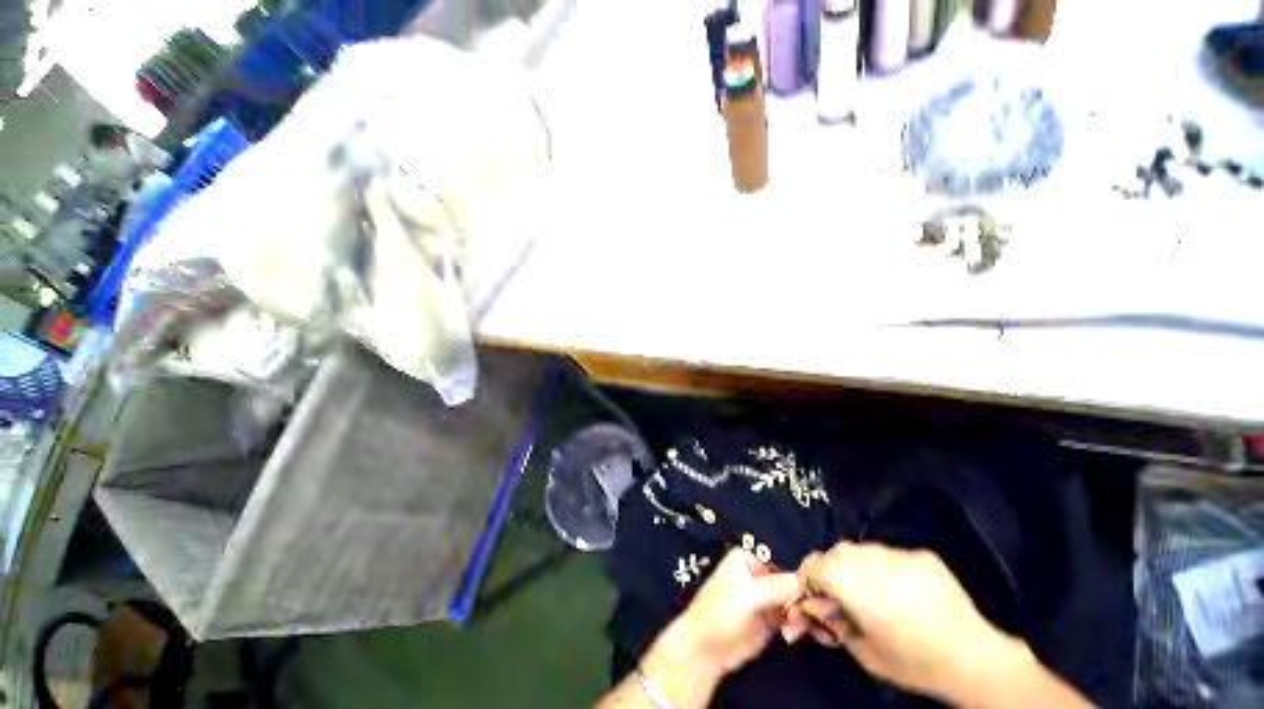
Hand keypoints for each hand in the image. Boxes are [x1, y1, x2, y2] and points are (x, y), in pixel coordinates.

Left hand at [669, 547, 803, 675]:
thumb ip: (775, 587)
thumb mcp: (746, 596)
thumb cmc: (719, 613)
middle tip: (798, 618)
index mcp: (748, 558)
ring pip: (796, 601)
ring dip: (800, 616)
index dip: (799, 579)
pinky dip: (798, 625)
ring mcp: (767, 597)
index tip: (811, 597)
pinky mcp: (772, 618)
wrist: (705, 649)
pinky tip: (791, 635)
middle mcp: (759, 574)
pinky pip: (793, 617)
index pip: (783, 562)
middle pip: (793, 583)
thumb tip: (804, 580)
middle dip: (801, 601)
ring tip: (791, 631)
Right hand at [792, 542, 1029, 701]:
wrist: (972, 658)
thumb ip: (833, 623)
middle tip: (843, 592)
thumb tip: (815, 606)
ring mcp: (898, 554)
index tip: (814, 591)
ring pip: (863, 549)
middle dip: (832, 568)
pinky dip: (886, 567)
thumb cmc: (911, 662)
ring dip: (858, 564)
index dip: (809, 576)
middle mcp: (869, 560)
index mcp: (850, 583)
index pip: (814, 564)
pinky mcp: (921, 555)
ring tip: (873, 590)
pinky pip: (891, 554)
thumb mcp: (863, 652)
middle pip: (836, 551)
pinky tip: (903, 590)